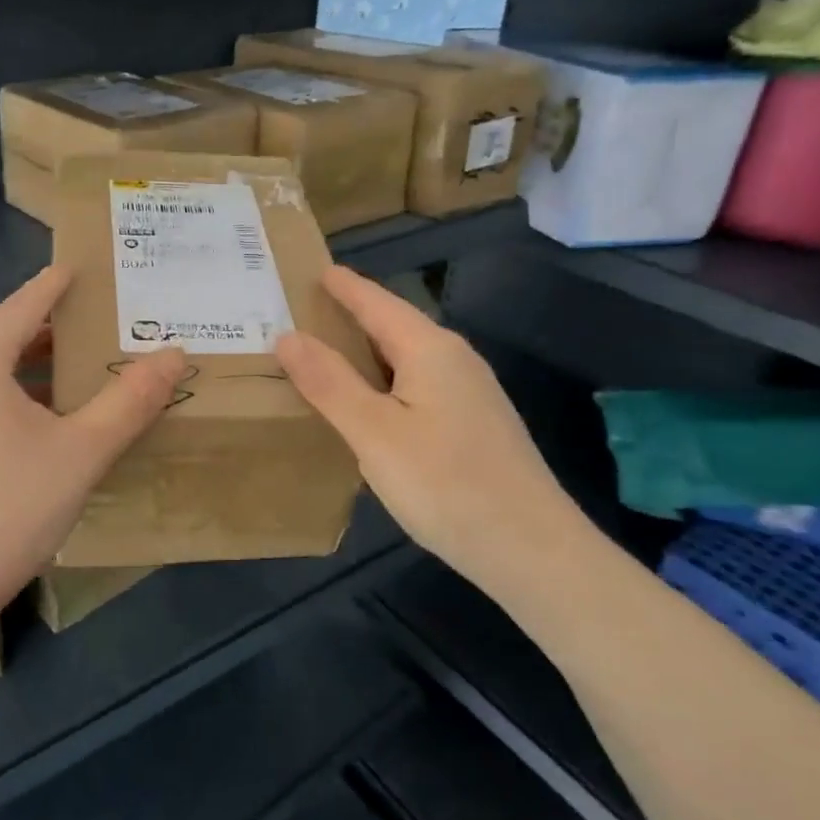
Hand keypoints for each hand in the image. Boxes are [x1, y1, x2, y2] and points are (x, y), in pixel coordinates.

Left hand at [0, 265, 185, 658]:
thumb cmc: (5, 511)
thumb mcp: (80, 454)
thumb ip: (130, 401)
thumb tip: (173, 354)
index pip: (24, 304)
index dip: (56, 285)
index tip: (79, 268)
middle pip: (3, 338)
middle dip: (50, 332)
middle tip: (98, 329)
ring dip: (30, 370)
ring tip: (76, 376)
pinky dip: (7, 398)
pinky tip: (34, 427)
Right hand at [275, 266, 589, 588]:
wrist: (531, 550)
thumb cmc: (445, 483)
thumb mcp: (373, 432)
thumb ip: (329, 382)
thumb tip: (288, 336)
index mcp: (430, 349)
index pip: (378, 303)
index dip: (345, 287)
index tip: (315, 270)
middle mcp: (455, 360)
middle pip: (395, 325)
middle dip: (352, 316)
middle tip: (305, 313)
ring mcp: (471, 394)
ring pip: (408, 358)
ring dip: (368, 352)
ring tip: (328, 354)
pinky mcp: (475, 425)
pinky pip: (419, 385)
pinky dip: (385, 381)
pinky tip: (370, 404)